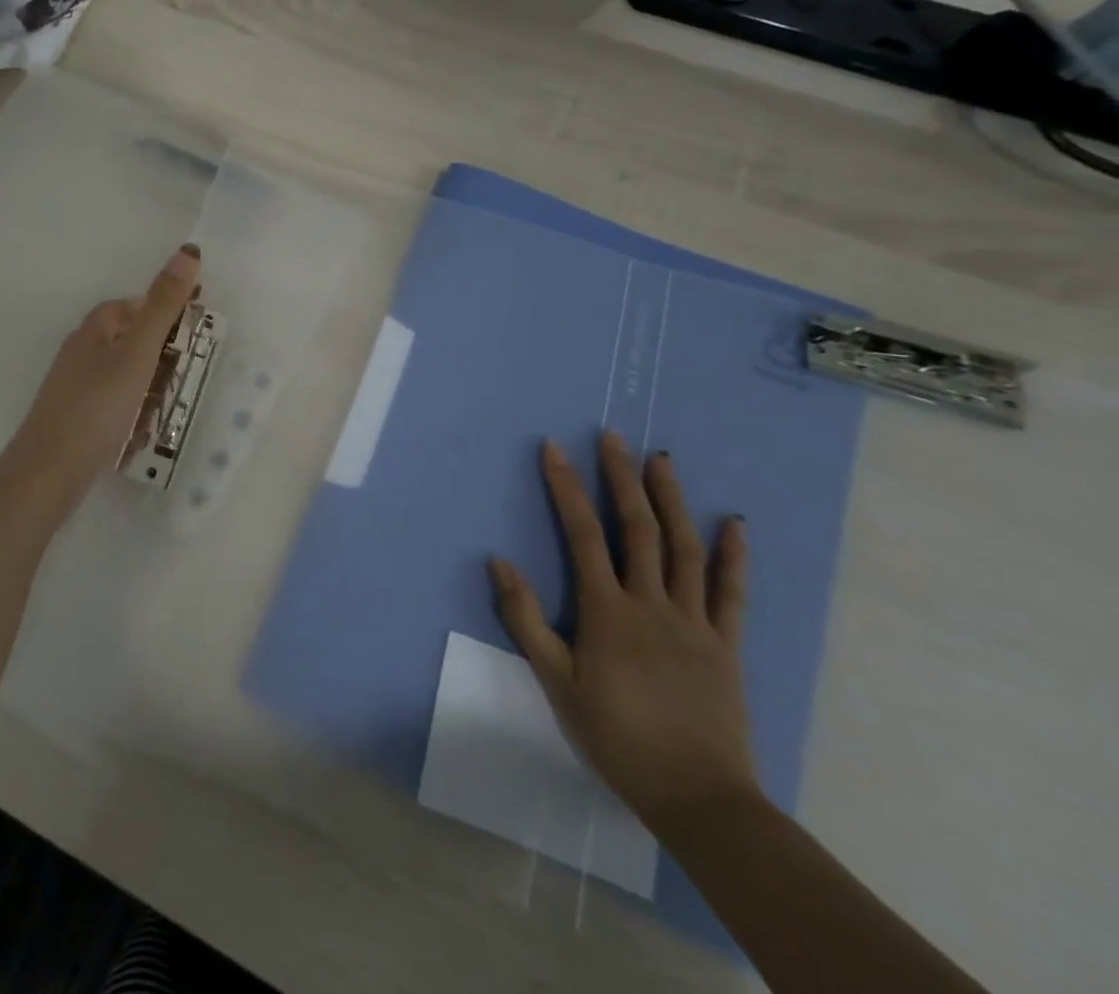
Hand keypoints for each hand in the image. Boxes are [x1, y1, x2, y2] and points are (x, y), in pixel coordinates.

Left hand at [3, 244, 202, 496]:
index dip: (159, 310)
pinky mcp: (73, 418)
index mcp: (92, 331)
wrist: (49, 470)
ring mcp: (73, 388)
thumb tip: (188, 251)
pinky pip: (111, 404)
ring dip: (147, 384)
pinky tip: (142, 430)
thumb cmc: (98, 405)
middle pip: (125, 340)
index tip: (191, 327)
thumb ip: (163, 306)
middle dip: (157, 352)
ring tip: (170, 404)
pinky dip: (131, 410)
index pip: (128, 306)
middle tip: (187, 371)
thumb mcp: (138, 352)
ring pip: (120, 375)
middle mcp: (78, 353)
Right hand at [490, 432, 759, 831]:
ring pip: (685, 548)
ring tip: (662, 460)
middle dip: (621, 478)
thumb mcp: (555, 681)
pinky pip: (732, 593)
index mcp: (607, 611)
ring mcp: (694, 621)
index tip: (554, 449)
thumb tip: (498, 561)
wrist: (697, 796)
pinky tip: (735, 524)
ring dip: (672, 500)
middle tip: (613, 437)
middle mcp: (651, 603)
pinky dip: (734, 556)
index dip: (566, 488)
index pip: (583, 534)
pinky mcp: (726, 644)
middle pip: (638, 528)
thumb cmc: (616, 736)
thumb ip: (525, 619)